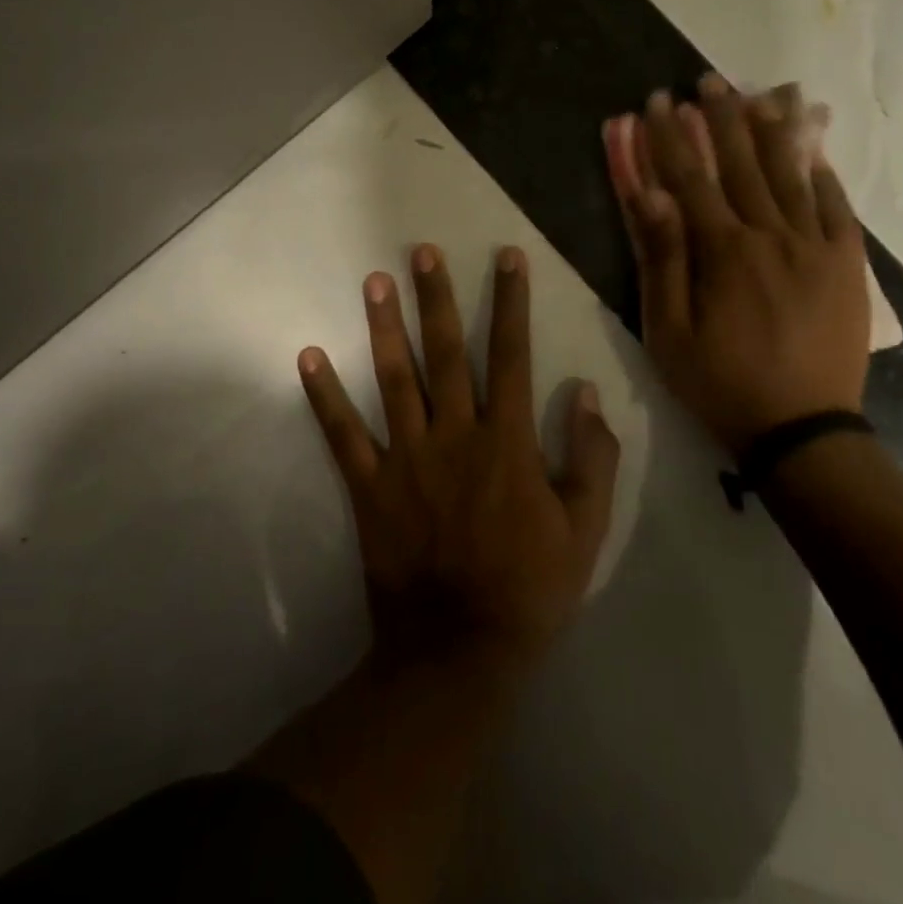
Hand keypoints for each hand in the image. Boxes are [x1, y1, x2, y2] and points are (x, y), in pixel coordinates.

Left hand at [297, 245, 620, 678]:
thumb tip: (586, 393)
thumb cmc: (529, 588)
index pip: (510, 355)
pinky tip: (309, 357)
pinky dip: (324, 396)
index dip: (510, 303)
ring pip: (394, 379)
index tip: (507, 258)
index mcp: (506, 441)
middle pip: (445, 352)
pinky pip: (343, 434)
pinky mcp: (370, 485)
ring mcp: (406, 457)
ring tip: (373, 282)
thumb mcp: (585, 530)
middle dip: (436, 297)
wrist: (459, 651)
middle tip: (421, 252)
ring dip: (384, 327)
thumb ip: (592, 459)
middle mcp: (454, 435)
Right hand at [603, 75, 870, 458]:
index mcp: (723, 250)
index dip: (668, 136)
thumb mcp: (669, 329)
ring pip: (791, 174)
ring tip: (759, 93)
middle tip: (707, 80)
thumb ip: (662, 258)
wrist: (802, 430)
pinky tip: (813, 146)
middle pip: (741, 163)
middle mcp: (771, 235)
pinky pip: (837, 208)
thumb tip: (650, 193)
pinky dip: (823, 174)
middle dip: (719, 118)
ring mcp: (816, 247)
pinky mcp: (848, 265)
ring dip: (771, 130)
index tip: (655, 101)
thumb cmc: (720, 382)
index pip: (689, 177)